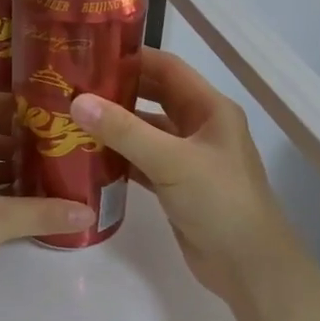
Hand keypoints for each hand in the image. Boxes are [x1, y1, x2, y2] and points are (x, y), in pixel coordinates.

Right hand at [71, 50, 298, 304]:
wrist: (247, 266)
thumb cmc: (218, 201)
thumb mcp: (171, 161)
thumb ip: (124, 130)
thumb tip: (78, 101)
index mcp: (210, 108)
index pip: (167, 68)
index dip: (132, 57)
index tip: (90, 54)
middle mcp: (200, 127)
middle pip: (154, 97)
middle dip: (117, 90)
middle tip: (73, 86)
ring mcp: (188, 158)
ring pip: (145, 131)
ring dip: (114, 125)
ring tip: (72, 118)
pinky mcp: (175, 185)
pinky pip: (142, 161)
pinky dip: (118, 156)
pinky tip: (88, 156)